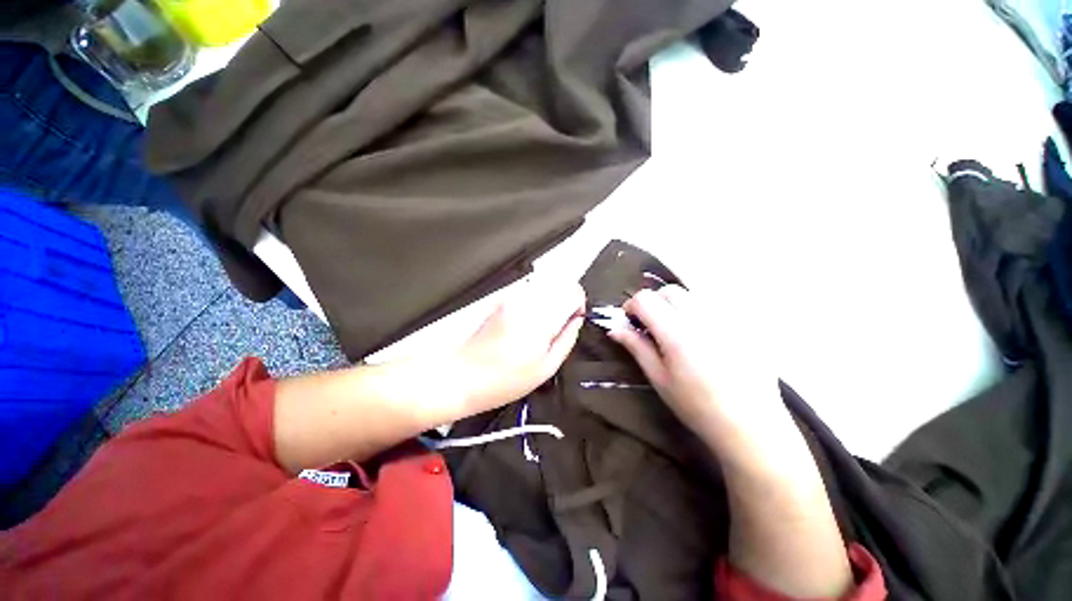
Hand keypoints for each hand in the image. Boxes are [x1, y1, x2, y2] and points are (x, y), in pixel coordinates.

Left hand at [454, 278, 584, 411]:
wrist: (462, 375)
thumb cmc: (503, 379)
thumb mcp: (545, 368)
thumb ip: (567, 339)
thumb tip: (577, 321)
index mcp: (540, 319)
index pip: (572, 291)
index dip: (578, 304)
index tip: (574, 319)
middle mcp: (525, 301)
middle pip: (559, 282)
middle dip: (566, 300)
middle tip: (560, 323)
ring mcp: (511, 297)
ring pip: (544, 284)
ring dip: (551, 299)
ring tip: (543, 325)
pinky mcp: (501, 299)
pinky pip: (528, 291)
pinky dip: (536, 301)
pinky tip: (527, 323)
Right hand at [608, 285, 782, 459]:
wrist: (750, 424)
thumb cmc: (697, 406)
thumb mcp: (659, 378)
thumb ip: (636, 347)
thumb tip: (615, 328)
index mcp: (677, 333)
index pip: (645, 299)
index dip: (631, 306)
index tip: (631, 322)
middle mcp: (702, 318)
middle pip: (669, 291)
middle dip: (655, 303)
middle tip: (654, 326)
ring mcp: (727, 319)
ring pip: (692, 295)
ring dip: (677, 306)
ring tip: (680, 332)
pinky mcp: (745, 324)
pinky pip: (715, 306)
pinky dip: (700, 313)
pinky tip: (705, 337)